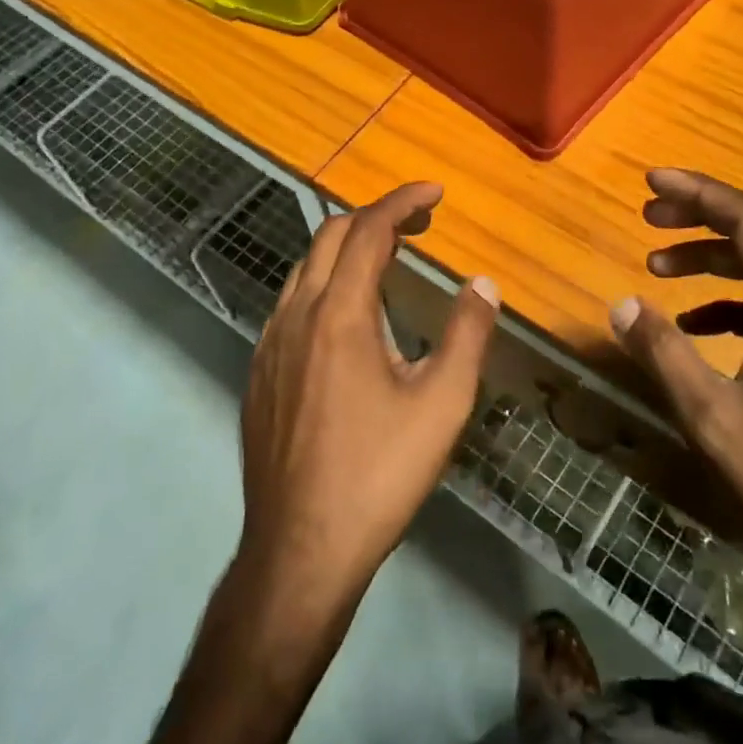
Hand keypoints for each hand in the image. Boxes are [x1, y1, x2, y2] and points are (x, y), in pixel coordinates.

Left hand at [238, 182, 499, 617]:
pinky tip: (347, 319)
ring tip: (387, 262)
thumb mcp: (441, 404)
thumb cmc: (378, 474)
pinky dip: (324, 284)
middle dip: (375, 218)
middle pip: (330, 236)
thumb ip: (467, 334)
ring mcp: (270, 343)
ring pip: (306, 269)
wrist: (300, 549)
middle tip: (418, 226)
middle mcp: (296, 315)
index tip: (435, 193)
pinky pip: (291, 303)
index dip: (402, 202)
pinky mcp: (259, 373)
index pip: (369, 230)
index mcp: (340, 314)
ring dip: (346, 250)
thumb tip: (482, 284)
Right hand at [610, 168, 742, 602]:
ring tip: (658, 265)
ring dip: (714, 256)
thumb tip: (621, 304)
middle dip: (704, 214)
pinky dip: (730, 299)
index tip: (652, 182)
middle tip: (650, 214)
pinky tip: (695, 326)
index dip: (702, 193)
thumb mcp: (716, 422)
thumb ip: (665, 356)